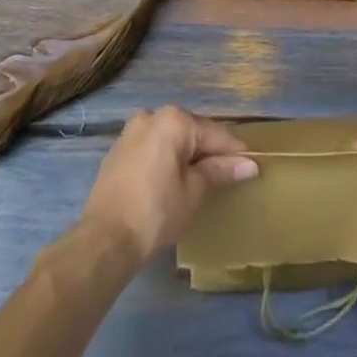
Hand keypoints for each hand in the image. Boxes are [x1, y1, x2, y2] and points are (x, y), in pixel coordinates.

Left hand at [80, 106, 256, 262]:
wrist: (103, 240)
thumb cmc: (155, 212)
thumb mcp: (193, 192)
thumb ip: (220, 171)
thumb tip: (249, 164)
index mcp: (173, 120)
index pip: (213, 133)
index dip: (234, 151)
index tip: (252, 164)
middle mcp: (152, 116)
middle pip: (191, 132)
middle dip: (209, 151)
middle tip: (229, 172)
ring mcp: (131, 132)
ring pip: (170, 139)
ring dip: (187, 155)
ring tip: (204, 177)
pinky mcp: (118, 151)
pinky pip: (152, 148)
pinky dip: (166, 159)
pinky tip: (174, 179)